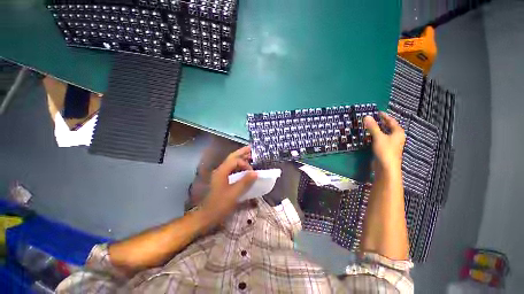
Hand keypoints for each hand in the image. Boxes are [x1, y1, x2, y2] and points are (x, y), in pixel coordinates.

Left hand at [200, 146, 257, 225]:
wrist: (206, 215)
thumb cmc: (219, 205)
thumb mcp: (234, 194)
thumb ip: (245, 182)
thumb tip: (256, 173)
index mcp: (222, 171)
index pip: (235, 161)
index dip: (245, 164)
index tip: (252, 173)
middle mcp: (220, 170)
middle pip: (232, 157)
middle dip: (242, 152)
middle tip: (251, 148)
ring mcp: (220, 174)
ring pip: (231, 162)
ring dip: (240, 158)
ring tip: (250, 155)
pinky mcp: (222, 179)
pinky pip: (232, 169)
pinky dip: (239, 166)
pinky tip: (244, 169)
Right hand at [364, 112, 404, 173]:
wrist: (386, 167)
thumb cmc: (385, 150)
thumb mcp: (378, 137)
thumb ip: (372, 127)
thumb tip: (367, 116)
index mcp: (398, 132)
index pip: (391, 121)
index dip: (384, 116)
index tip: (378, 112)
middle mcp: (396, 137)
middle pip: (389, 127)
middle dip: (381, 122)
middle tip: (373, 118)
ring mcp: (391, 144)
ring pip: (385, 133)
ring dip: (378, 129)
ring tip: (370, 126)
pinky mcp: (385, 149)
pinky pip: (381, 139)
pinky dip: (376, 136)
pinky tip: (370, 136)